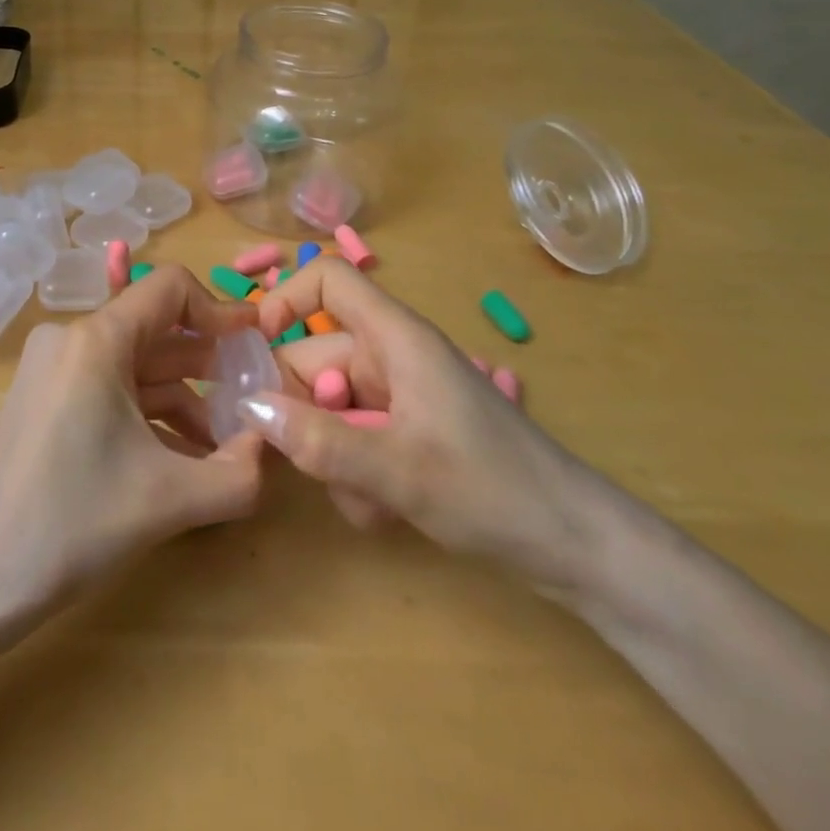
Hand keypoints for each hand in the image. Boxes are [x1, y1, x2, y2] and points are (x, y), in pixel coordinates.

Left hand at [0, 265, 266, 616]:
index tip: (257, 345)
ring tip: (227, 443)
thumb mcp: (167, 499)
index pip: (170, 289)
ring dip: (184, 396)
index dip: (221, 310)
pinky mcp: (45, 401)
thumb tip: (273, 446)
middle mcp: (71, 339)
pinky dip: (150, 415)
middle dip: (210, 363)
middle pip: (156, 329)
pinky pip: (111, 390)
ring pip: (135, 365)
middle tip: (255, 398)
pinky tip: (183, 458)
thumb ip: (238, 473)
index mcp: (96, 339)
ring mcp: (53, 370)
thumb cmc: (69, 523)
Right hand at [245, 257, 604, 592]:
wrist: (580, 550)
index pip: (329, 280)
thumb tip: (249, 408)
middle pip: (316, 356)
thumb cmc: (494, 491)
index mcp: (396, 338)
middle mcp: (392, 358)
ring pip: (330, 407)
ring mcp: (400, 397)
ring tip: (363, 500)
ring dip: (330, 454)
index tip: (254, 349)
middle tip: (305, 461)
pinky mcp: (407, 433)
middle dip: (303, 411)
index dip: (286, 300)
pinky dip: (353, 472)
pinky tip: (379, 511)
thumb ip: (319, 441)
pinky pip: (354, 437)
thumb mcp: (398, 470)